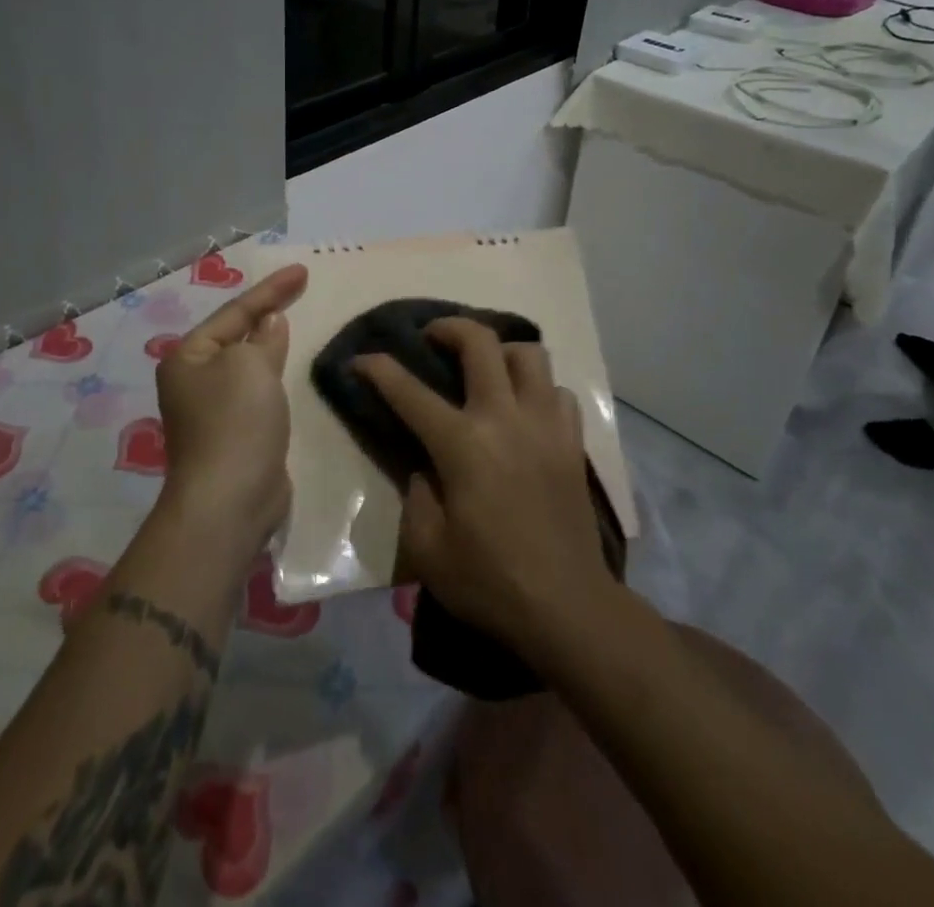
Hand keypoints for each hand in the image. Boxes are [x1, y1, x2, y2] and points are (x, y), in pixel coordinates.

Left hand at [154, 263, 308, 556]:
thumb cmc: (235, 421)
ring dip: (269, 343)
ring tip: (294, 318)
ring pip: (247, 363)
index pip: (234, 311)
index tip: (303, 270)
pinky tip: (287, 366)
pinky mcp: (233, 433)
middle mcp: (193, 379)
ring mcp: (211, 409)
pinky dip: (273, 374)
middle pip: (236, 334)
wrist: (230, 500)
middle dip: (266, 311)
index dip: (271, 289)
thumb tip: (270, 323)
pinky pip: (256, 390)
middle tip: (300, 287)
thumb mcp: (252, 365)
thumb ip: (264, 338)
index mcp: (187, 356)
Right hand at [354, 319, 612, 657]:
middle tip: (433, 338)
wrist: (567, 607)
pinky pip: (558, 391)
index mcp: (462, 444)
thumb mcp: (427, 549)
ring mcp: (545, 425)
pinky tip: (525, 409)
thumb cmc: (490, 581)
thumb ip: (416, 495)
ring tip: (486, 368)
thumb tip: (425, 466)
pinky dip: (539, 389)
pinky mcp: (572, 442)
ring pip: (529, 354)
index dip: (378, 368)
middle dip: (449, 327)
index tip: (361, 359)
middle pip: (480, 342)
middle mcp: (505, 418)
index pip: (409, 391)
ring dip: (501, 351)